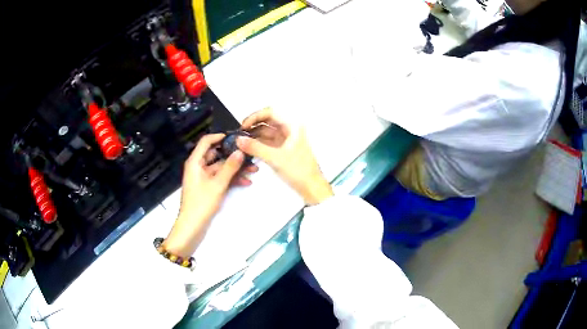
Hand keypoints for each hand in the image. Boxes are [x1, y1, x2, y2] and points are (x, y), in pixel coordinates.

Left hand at [164, 133, 257, 256]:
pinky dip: (231, 179)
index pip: (206, 141)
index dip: (220, 137)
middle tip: (249, 154)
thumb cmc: (201, 203)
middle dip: (233, 155)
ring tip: (253, 169)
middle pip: (216, 155)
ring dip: (235, 169)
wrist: (192, 226)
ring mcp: (204, 178)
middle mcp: (198, 167)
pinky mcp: (208, 187)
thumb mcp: (218, 184)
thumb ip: (230, 167)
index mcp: (195, 162)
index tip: (236, 137)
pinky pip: (221, 178)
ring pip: (221, 168)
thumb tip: (240, 151)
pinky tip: (246, 182)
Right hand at [237, 107, 332, 204]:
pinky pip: (268, 142)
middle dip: (253, 126)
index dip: (255, 116)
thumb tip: (239, 140)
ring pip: (266, 132)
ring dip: (254, 136)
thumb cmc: (299, 171)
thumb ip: (255, 148)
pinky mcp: (283, 149)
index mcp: (292, 126)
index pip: (270, 112)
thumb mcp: (275, 158)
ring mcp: (286, 140)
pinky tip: (248, 148)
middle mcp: (289, 130)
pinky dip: (258, 144)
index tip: (244, 125)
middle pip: (267, 121)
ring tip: (241, 142)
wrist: (311, 187)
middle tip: (240, 134)